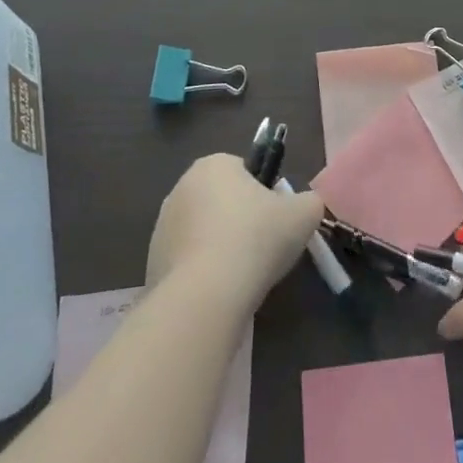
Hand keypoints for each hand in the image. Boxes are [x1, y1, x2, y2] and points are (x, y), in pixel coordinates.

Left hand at [146, 154, 324, 312]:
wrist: (204, 297)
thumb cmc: (255, 240)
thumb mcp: (303, 215)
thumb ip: (310, 202)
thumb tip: (306, 206)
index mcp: (215, 164)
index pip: (244, 171)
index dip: (264, 195)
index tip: (275, 220)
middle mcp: (182, 186)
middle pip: (222, 200)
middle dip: (240, 220)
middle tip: (262, 248)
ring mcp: (162, 226)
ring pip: (203, 231)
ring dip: (220, 247)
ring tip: (241, 276)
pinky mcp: (152, 262)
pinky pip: (187, 262)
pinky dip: (202, 273)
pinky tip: (219, 292)